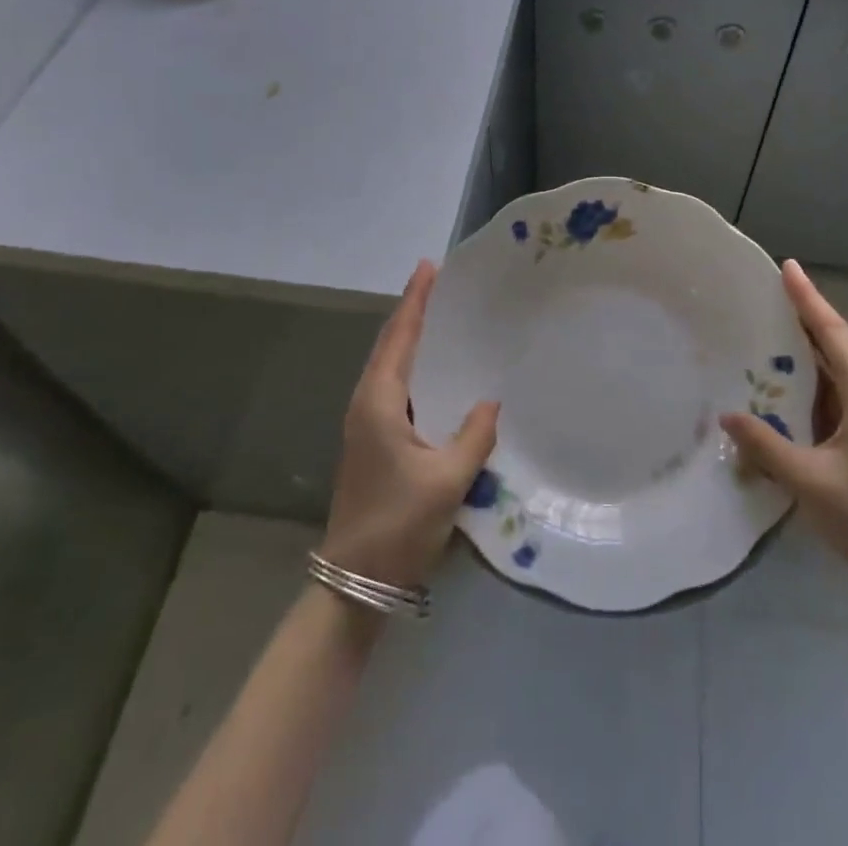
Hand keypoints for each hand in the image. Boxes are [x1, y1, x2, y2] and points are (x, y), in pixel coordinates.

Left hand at [319, 260, 499, 591]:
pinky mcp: (373, 441)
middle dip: (414, 311)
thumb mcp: (447, 480)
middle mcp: (367, 403)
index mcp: (379, 402)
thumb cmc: (399, 523)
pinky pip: (396, 388)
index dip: (416, 300)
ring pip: (391, 366)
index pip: (400, 337)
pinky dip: (414, 366)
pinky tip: (438, 374)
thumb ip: (473, 436)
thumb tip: (490, 402)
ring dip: (412, 338)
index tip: (430, 266)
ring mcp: (366, 424)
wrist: (357, 580)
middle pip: (391, 345)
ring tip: (442, 317)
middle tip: (442, 283)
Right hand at [721, 260, 847, 619]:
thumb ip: (766, 446)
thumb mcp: (811, 482)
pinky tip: (779, 391)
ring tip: (763, 333)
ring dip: (802, 353)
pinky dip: (805, 386)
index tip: (787, 266)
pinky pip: (831, 399)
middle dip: (802, 317)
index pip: (833, 334)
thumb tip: (727, 414)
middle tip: (763, 295)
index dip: (808, 299)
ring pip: (833, 373)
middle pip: (834, 346)